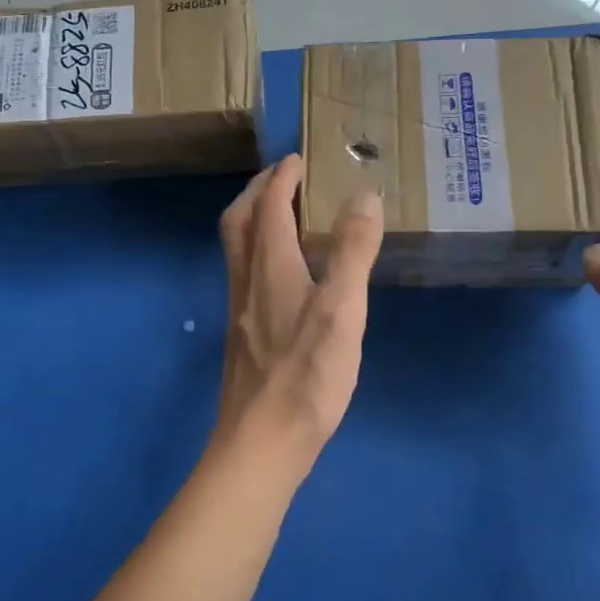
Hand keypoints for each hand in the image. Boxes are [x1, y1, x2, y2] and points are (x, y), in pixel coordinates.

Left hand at [215, 154, 382, 460]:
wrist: (261, 441)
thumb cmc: (306, 375)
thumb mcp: (341, 310)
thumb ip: (352, 252)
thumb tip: (362, 196)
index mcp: (269, 267)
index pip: (268, 206)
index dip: (281, 177)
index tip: (297, 159)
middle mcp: (246, 281)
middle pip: (238, 222)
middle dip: (257, 192)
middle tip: (282, 178)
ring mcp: (240, 310)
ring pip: (237, 250)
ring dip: (254, 221)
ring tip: (283, 217)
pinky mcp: (243, 336)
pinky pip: (245, 275)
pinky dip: (260, 254)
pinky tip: (284, 276)